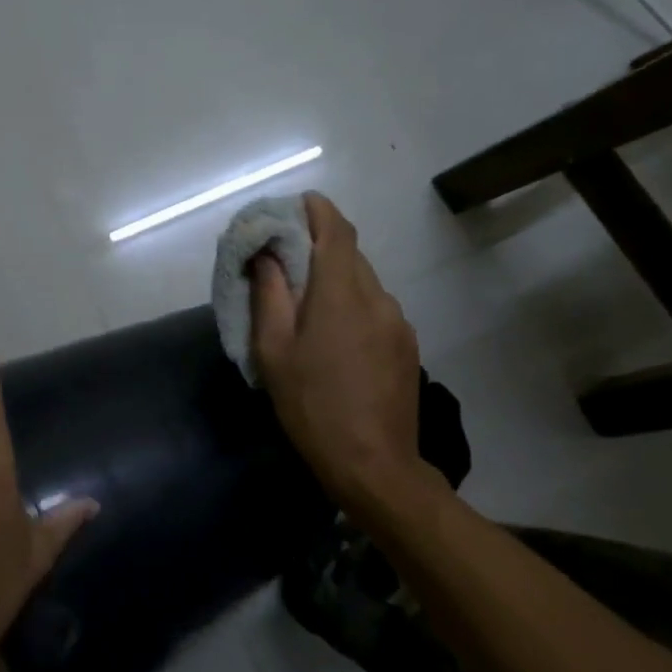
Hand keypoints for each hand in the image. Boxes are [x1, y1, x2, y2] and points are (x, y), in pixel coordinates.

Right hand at [250, 193, 444, 522]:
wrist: (374, 465)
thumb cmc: (312, 406)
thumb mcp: (274, 352)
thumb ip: (268, 295)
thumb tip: (264, 254)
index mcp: (341, 293)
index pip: (336, 230)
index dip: (317, 210)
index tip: (295, 206)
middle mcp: (378, 297)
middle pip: (349, 254)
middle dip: (318, 247)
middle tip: (285, 264)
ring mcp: (398, 321)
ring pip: (364, 283)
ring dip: (335, 280)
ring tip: (307, 308)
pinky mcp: (407, 344)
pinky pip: (376, 308)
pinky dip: (352, 305)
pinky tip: (335, 338)